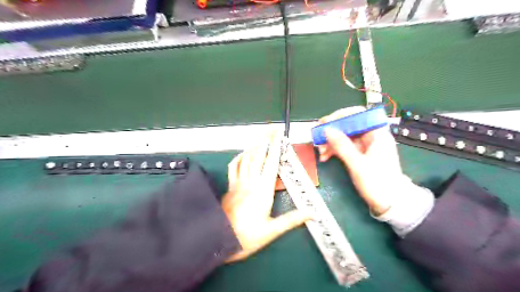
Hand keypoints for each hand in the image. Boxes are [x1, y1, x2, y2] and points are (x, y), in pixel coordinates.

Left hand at [222, 134, 309, 262]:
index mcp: (262, 190)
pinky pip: (234, 167)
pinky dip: (239, 158)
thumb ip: (293, 219)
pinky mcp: (230, 187)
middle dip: (265, 140)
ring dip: (253, 146)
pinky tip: (243, 154)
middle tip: (270, 128)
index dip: (275, 147)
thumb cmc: (247, 237)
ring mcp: (238, 183)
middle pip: (258, 155)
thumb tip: (312, 213)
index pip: (271, 163)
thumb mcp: (272, 230)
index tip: (278, 135)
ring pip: (245, 159)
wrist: (220, 241)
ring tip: (260, 136)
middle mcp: (250, 182)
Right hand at [318, 106, 405, 215]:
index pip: (358, 115)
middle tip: (318, 137)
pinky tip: (325, 157)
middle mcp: (371, 136)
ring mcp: (365, 146)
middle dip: (332, 132)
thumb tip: (327, 129)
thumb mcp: (357, 164)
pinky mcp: (360, 154)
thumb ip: (342, 145)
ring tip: (320, 152)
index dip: (341, 115)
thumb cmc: (378, 183)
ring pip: (345, 137)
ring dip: (331, 143)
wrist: (391, 203)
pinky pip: (345, 147)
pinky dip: (334, 150)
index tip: (325, 122)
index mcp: (377, 134)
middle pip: (349, 126)